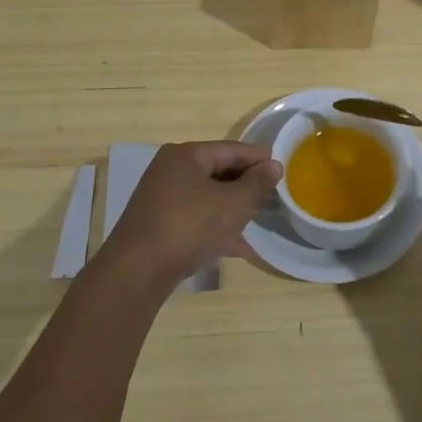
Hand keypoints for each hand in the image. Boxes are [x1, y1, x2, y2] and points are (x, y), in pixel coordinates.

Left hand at [92, 141, 281, 297]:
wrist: (138, 272)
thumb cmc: (190, 226)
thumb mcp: (234, 203)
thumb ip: (257, 183)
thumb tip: (273, 166)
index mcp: (186, 156)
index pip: (231, 149)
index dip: (258, 158)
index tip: (282, 166)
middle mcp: (170, 171)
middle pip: (217, 172)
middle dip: (246, 184)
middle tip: (273, 194)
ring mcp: (161, 200)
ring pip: (207, 198)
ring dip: (233, 209)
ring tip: (259, 219)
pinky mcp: (158, 227)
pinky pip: (195, 220)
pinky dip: (216, 229)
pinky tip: (239, 247)